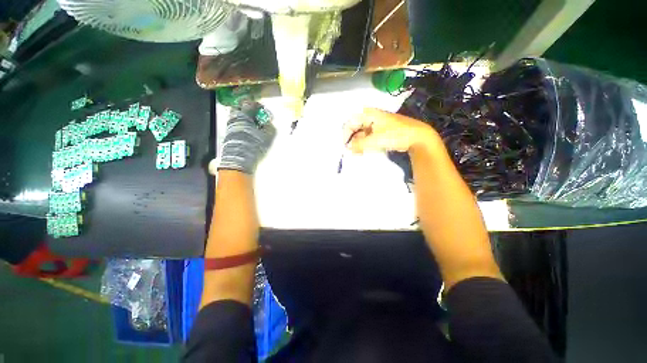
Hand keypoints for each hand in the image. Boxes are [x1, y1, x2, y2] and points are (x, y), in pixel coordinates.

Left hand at [217, 106, 275, 174]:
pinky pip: (236, 125)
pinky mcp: (229, 135)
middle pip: (240, 108)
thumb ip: (270, 126)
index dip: (259, 106)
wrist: (240, 160)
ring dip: (246, 119)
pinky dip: (243, 126)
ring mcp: (230, 126)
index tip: (265, 112)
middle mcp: (235, 118)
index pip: (250, 104)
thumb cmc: (255, 145)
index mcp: (244, 115)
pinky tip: (250, 133)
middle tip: (258, 116)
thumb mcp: (268, 136)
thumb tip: (269, 123)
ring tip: (255, 126)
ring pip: (237, 117)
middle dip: (249, 110)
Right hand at [343, 108, 437, 153]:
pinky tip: (364, 151)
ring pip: (362, 133)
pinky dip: (365, 143)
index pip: (351, 123)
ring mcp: (377, 124)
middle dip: (353, 140)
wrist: (417, 136)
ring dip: (359, 143)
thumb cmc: (395, 135)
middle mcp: (371, 117)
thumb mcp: (375, 140)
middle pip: (356, 128)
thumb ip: (359, 144)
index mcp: (369, 114)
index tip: (346, 146)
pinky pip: (369, 136)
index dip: (347, 135)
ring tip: (358, 153)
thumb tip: (348, 148)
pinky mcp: (381, 131)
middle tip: (352, 151)